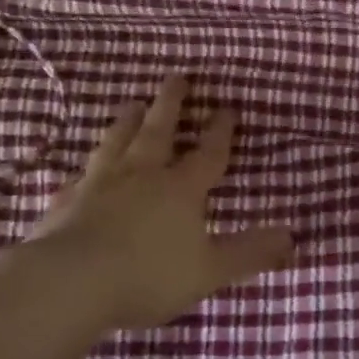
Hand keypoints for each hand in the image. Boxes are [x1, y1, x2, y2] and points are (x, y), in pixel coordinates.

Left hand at [32, 76, 293, 329]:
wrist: (71, 282)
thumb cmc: (148, 275)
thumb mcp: (210, 270)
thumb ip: (249, 253)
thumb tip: (292, 238)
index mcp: (180, 189)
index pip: (207, 152)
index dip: (219, 131)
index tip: (226, 107)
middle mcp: (141, 176)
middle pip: (159, 131)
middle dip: (171, 104)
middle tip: (176, 76)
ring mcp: (99, 184)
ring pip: (117, 142)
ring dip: (128, 122)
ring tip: (132, 104)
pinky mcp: (66, 202)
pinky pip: (80, 176)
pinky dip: (87, 167)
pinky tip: (83, 169)